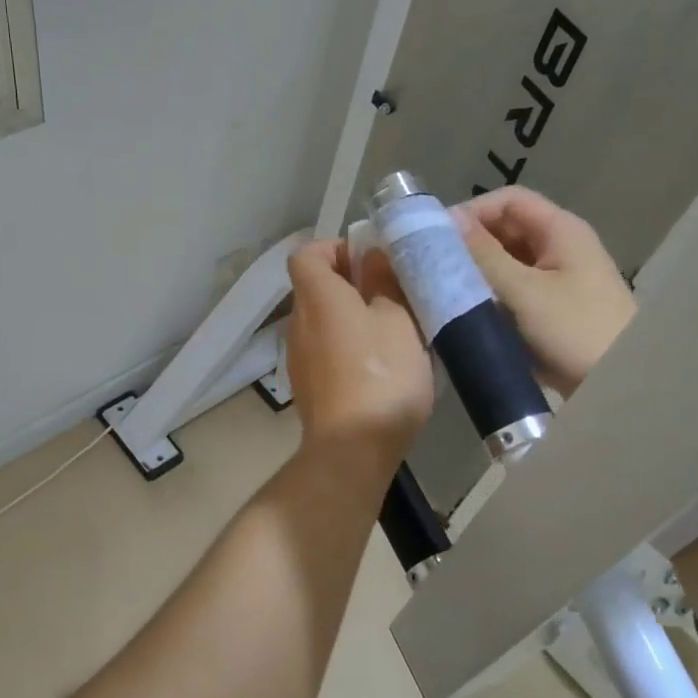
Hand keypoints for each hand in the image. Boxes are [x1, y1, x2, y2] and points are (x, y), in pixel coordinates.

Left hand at [285, 239, 433, 473]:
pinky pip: (325, 350)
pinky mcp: (307, 386)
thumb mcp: (398, 321)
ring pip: (323, 321)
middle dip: (351, 282)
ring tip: (394, 329)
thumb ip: (384, 283)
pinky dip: (347, 346)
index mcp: (317, 297)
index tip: (370, 258)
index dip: (335, 247)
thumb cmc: (380, 375)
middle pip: (315, 287)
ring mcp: (299, 357)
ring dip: (352, 316)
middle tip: (393, 293)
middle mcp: (299, 322)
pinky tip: (379, 365)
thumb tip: (372, 256)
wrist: (351, 449)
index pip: (307, 254)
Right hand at [452, 187, 634, 396]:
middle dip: (469, 244)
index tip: (437, 238)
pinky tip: (465, 309)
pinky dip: (487, 292)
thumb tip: (446, 219)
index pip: (508, 200)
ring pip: (505, 260)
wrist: (620, 383)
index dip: (472, 211)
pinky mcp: (548, 307)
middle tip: (433, 266)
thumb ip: (484, 254)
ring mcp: (555, 278)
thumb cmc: (575, 330)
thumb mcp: (523, 290)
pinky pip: (511, 288)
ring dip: (476, 270)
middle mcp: (558, 247)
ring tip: (443, 288)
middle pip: (505, 229)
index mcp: (560, 230)